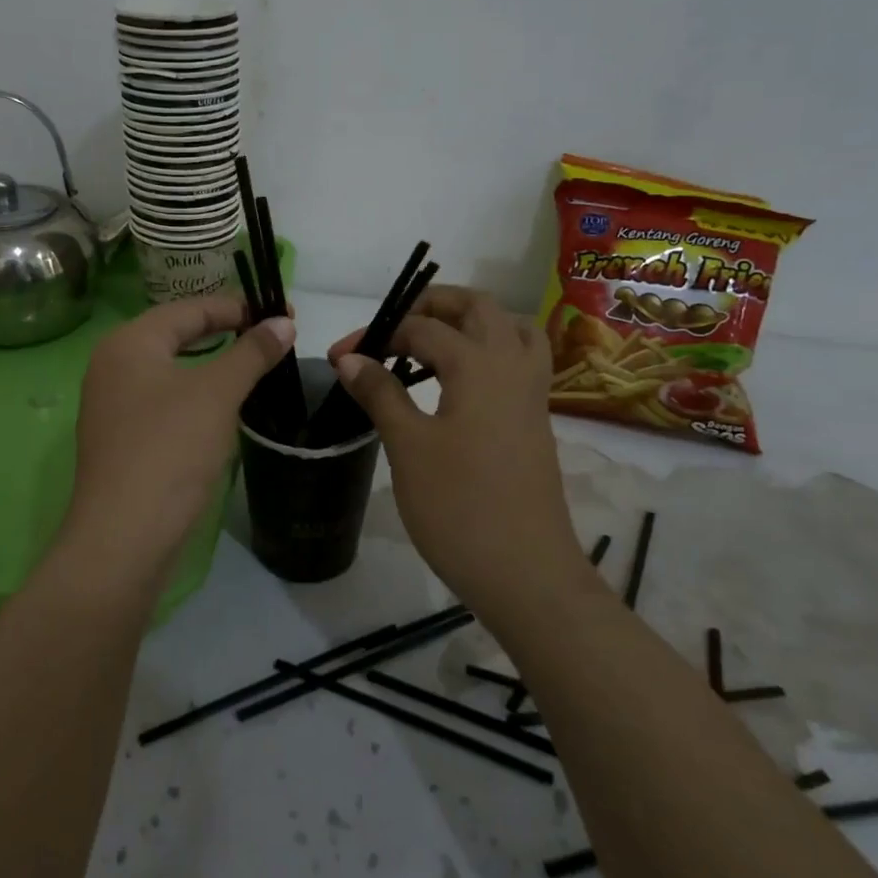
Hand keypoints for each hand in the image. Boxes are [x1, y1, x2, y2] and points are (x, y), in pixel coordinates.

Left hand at [59, 295, 294, 581]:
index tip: (283, 313)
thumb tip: (283, 322)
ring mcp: (113, 405)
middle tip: (272, 336)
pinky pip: (165, 400)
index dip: (239, 306)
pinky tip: (224, 407)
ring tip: (255, 366)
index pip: (190, 308)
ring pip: (172, 369)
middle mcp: (113, 365)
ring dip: (214, 364)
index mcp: (129, 342)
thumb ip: (251, 352)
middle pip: (178, 334)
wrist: (124, 536)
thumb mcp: (218, 393)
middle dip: (227, 332)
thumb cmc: (170, 449)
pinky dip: (197, 394)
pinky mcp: (122, 439)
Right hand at [328, 285, 584, 608]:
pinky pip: (519, 360)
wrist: (525, 573)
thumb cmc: (459, 507)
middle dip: (433, 304)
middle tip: (394, 326)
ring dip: (470, 323)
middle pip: (479, 307)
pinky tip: (460, 381)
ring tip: (430, 345)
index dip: (377, 335)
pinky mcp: (536, 419)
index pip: (422, 327)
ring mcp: (532, 393)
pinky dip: (490, 350)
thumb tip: (350, 357)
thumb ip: (380, 393)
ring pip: (509, 328)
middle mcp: (512, 365)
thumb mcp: (408, 447)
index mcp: (479, 364)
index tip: (340, 357)